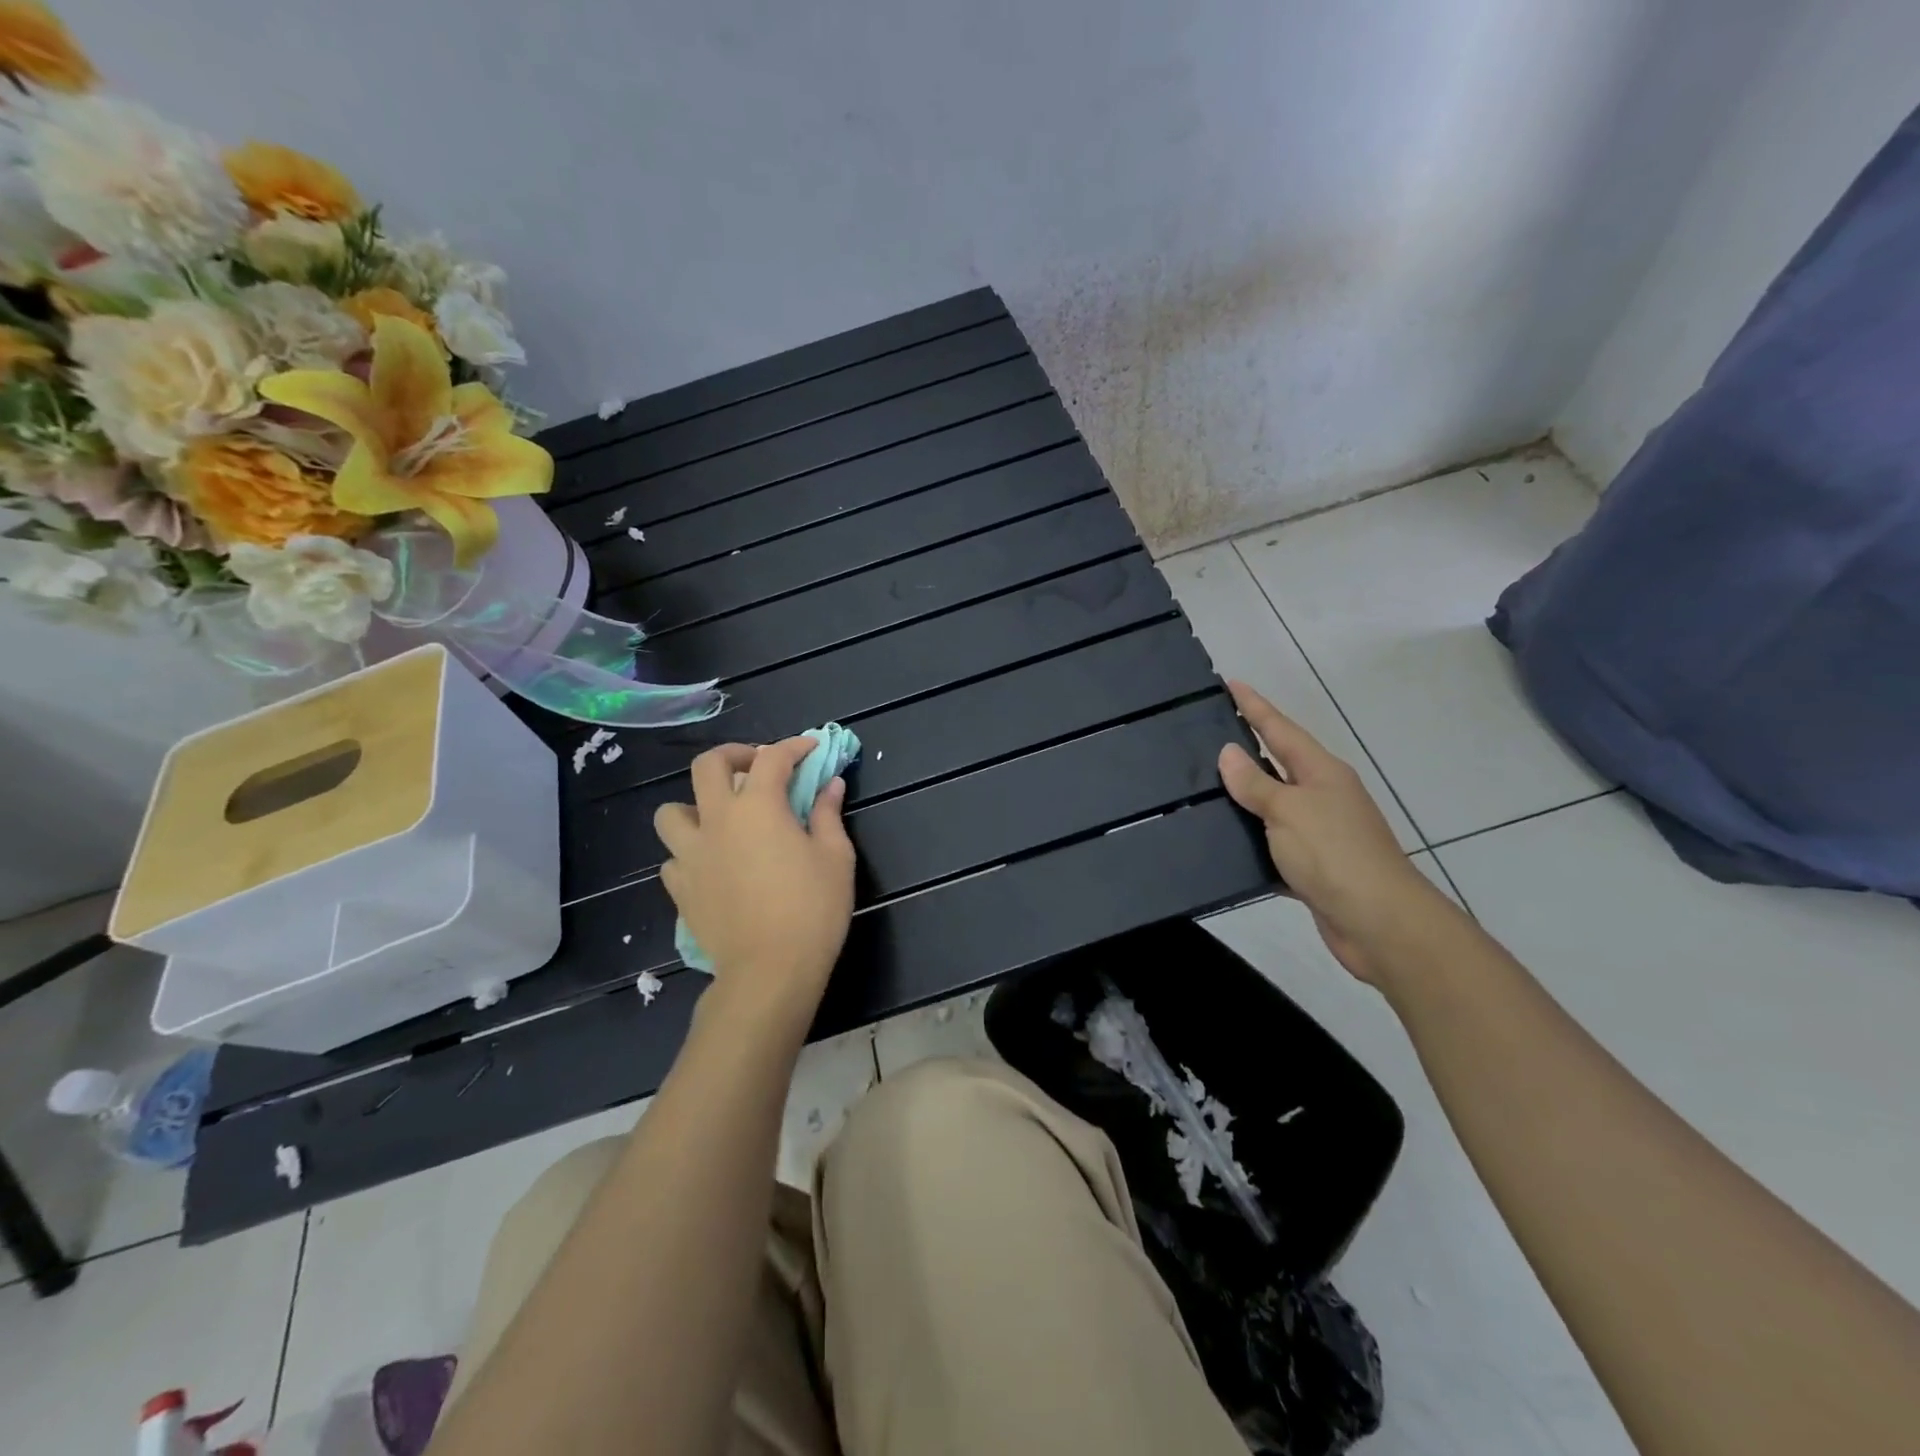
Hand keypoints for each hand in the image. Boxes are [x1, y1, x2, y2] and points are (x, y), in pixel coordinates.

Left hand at [654, 738, 855, 1021]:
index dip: (794, 747)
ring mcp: (691, 855)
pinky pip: (673, 859)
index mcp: (758, 807)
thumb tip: (831, 785)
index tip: (811, 749)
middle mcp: (717, 820)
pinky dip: (690, 853)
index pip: (773, 758)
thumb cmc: (813, 909)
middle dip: (734, 755)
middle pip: (708, 766)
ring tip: (720, 818)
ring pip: (671, 812)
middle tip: (756, 766)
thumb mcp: (836, 857)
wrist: (770, 971)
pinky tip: (712, 864)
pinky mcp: (681, 888)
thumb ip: (828, 814)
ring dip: (696, 805)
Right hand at [1217, 681, 1448, 983]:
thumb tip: (1228, 753)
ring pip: (1273, 805)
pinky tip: (1224, 843)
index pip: (1280, 729)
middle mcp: (1323, 796)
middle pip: (1278, 763)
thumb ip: (1256, 784)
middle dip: (1247, 747)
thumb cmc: (1334, 855)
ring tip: (1204, 787)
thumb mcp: (1289, 811)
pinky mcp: (1313, 867)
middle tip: (1207, 732)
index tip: (1230, 683)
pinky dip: (1252, 841)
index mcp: (1321, 773)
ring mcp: (1320, 832)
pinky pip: (1273, 844)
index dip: (1254, 706)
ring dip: (1245, 797)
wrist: (1379, 923)